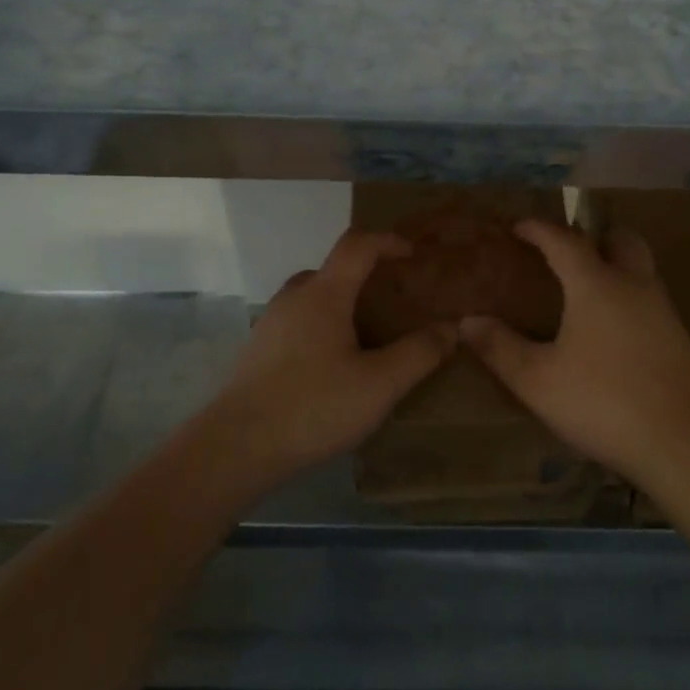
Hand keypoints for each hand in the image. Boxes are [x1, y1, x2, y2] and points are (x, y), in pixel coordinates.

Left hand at [206, 229, 455, 481]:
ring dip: (342, 303)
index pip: (357, 245)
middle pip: (334, 269)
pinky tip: (333, 364)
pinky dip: (322, 326)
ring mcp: (271, 322)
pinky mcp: (258, 350)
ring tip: (368, 334)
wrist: (236, 448)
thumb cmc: (313, 406)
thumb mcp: (379, 385)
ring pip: (313, 297)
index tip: (413, 254)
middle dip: (366, 276)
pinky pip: (298, 321)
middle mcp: (294, 297)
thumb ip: (419, 353)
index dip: (387, 241)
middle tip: (394, 301)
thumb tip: (452, 328)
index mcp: (324, 294)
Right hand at [458, 221, 689, 482]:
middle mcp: (634, 284)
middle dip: (593, 234)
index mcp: (596, 284)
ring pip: (641, 265)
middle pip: (619, 238)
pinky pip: (649, 294)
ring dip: (615, 261)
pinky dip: (629, 291)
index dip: (539, 229)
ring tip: (587, 285)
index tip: (518, 226)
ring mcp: (662, 309)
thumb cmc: (603, 402)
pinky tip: (613, 325)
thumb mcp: (538, 381)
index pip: (564, 240)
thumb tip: (466, 322)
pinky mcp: (678, 336)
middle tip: (567, 249)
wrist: (683, 442)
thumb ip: (500, 348)